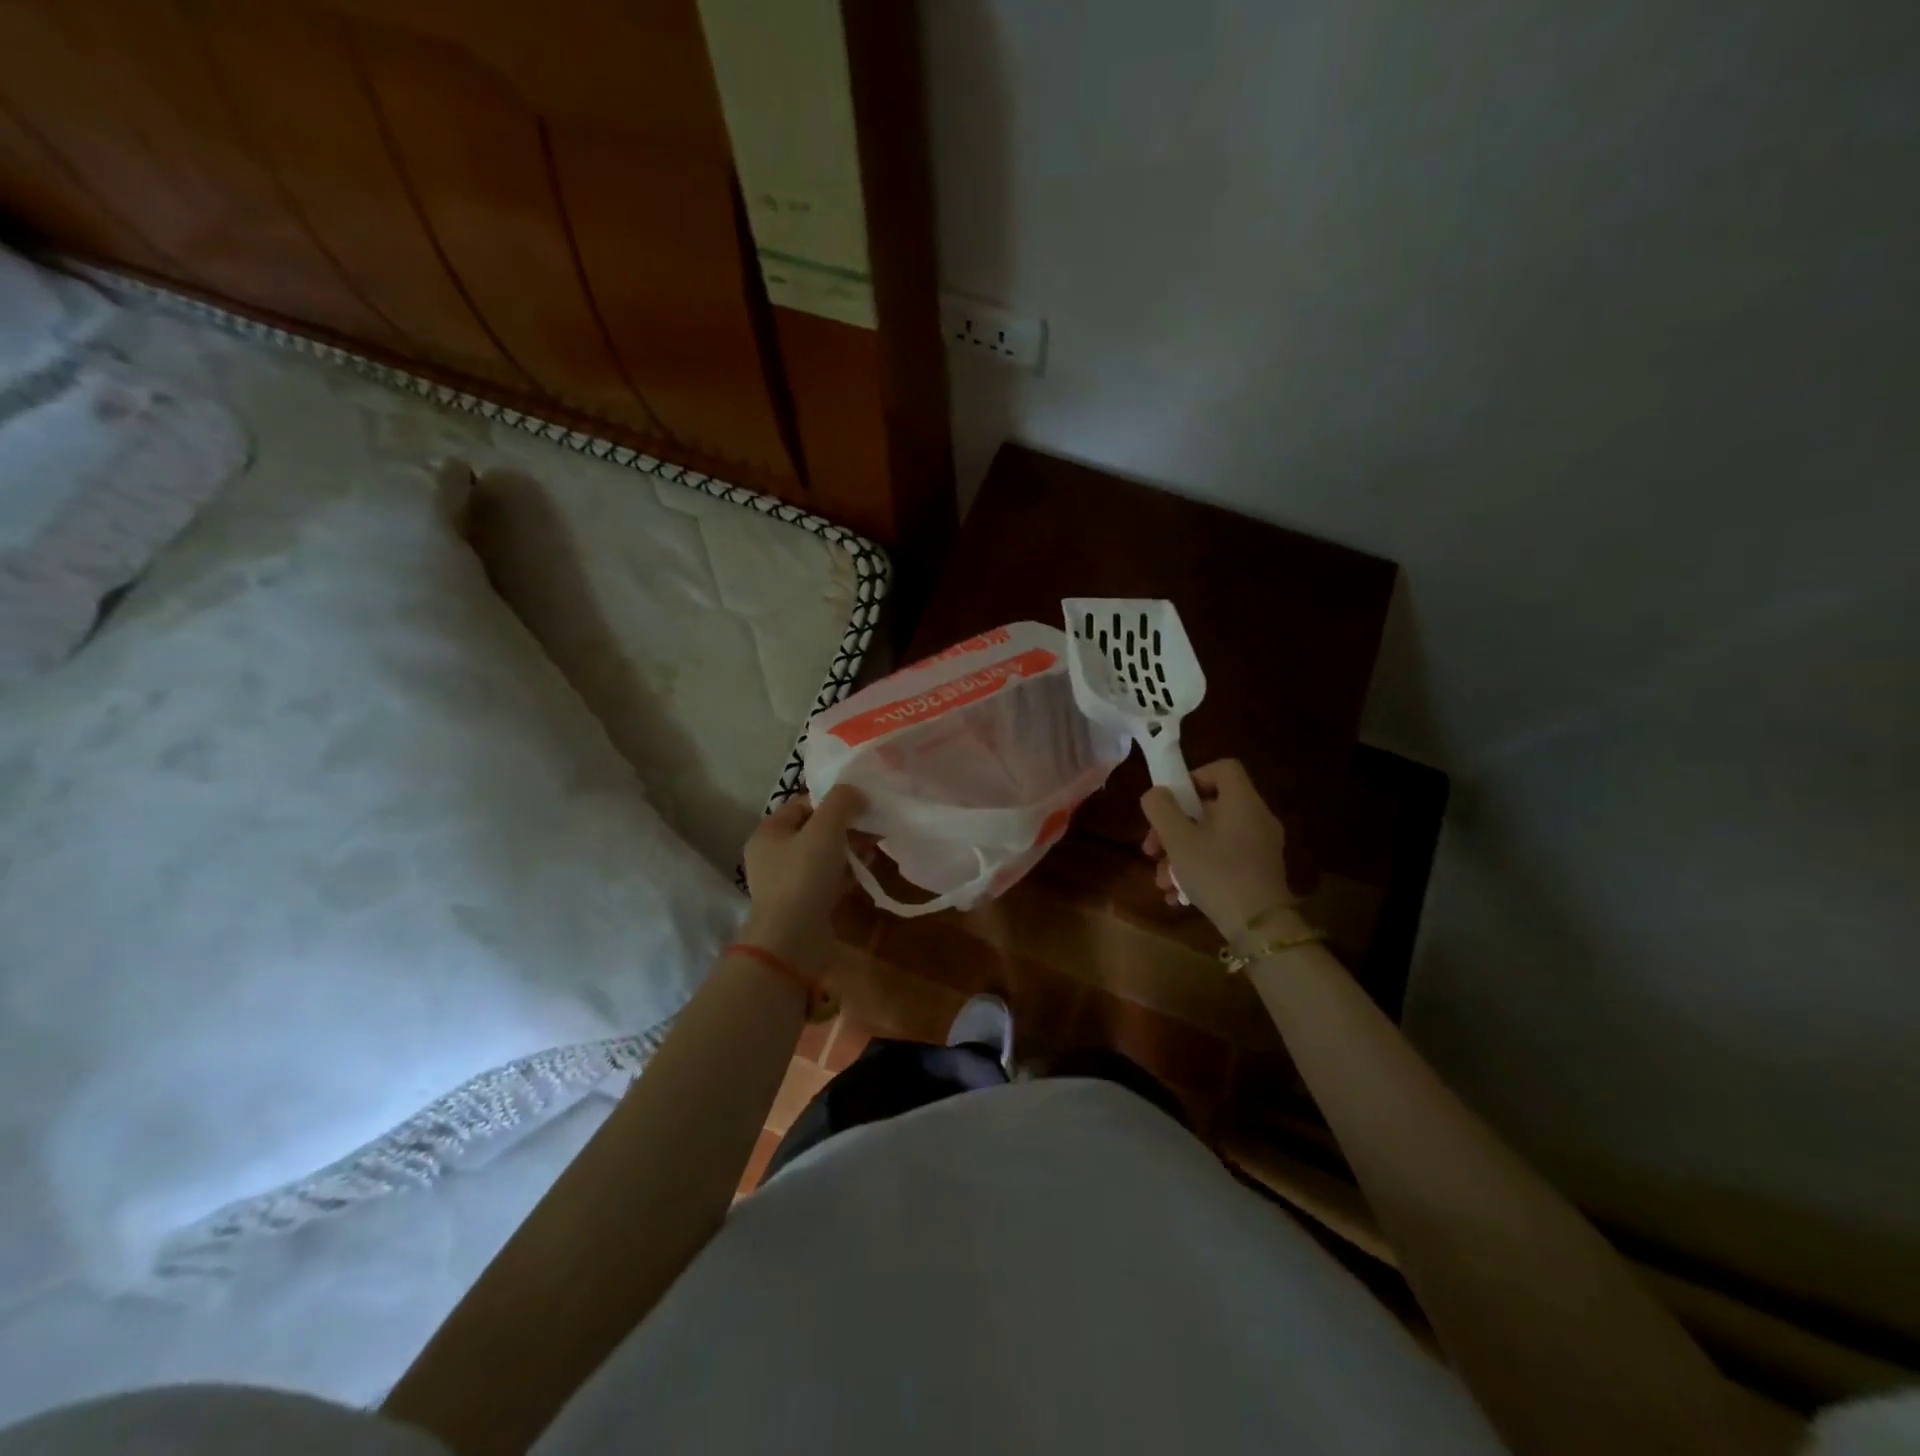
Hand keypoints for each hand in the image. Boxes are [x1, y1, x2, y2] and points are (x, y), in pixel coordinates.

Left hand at [740, 786, 866, 971]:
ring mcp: (785, 881)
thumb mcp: (825, 829)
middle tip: (874, 830)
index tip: (862, 806)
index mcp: (769, 831)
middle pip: (815, 829)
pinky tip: (863, 875)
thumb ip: (842, 801)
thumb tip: (856, 792)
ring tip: (873, 852)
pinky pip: (825, 880)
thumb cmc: (804, 876)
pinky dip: (844, 874)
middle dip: (846, 827)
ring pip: (822, 855)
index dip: (834, 801)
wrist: (791, 940)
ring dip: (848, 851)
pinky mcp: (800, 904)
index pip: (804, 803)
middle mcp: (772, 854)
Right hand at [1140, 760, 1295, 944]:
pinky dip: (1199, 870)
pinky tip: (1178, 896)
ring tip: (1161, 881)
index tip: (1171, 803)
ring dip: (1180, 855)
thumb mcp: (1177, 838)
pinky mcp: (1260, 873)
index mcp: (1242, 802)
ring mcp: (1261, 848)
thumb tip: (1157, 794)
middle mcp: (1256, 818)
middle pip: (1210, 808)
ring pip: (1212, 838)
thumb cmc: (1216, 873)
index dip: (1193, 777)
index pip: (1223, 768)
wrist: (1259, 927)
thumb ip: (1160, 808)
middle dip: (1173, 828)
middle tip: (1151, 851)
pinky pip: (1224, 859)